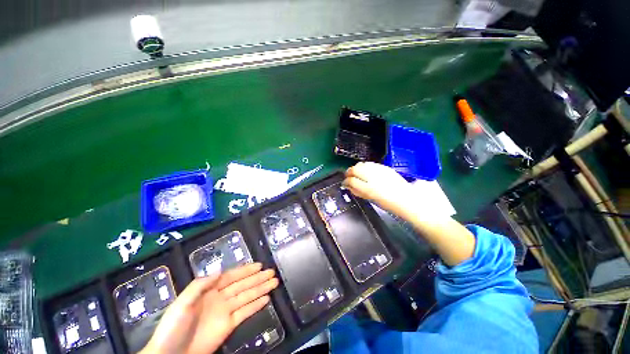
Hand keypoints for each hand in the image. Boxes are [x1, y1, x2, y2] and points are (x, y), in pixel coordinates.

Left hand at [141, 263, 278, 353]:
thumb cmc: (173, 327)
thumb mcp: (182, 303)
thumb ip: (200, 286)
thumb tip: (220, 271)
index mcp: (209, 290)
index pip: (231, 276)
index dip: (245, 270)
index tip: (259, 265)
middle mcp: (220, 298)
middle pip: (243, 285)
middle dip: (257, 278)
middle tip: (272, 272)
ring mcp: (226, 312)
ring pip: (247, 296)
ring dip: (261, 289)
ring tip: (274, 282)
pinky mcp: (229, 326)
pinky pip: (245, 312)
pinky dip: (256, 305)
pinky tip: (266, 299)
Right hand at [343, 162, 415, 216]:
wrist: (406, 198)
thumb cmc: (388, 203)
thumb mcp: (370, 199)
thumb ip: (358, 192)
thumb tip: (349, 186)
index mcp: (368, 189)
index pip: (351, 181)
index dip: (346, 181)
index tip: (345, 183)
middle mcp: (373, 177)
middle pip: (355, 169)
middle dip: (349, 172)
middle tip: (348, 176)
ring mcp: (379, 171)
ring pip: (362, 164)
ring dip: (356, 168)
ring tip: (356, 173)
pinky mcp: (384, 167)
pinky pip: (370, 164)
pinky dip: (365, 166)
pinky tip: (365, 171)